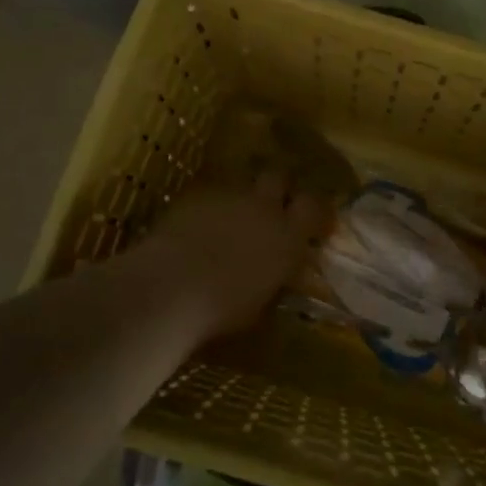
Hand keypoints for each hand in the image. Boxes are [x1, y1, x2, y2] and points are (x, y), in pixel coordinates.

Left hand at [126, 170, 330, 344]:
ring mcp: (229, 196)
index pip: (314, 206)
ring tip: (230, 219)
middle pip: (279, 177)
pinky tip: (198, 226)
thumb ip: (275, 278)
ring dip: (241, 198)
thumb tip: (279, 273)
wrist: (171, 286)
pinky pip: (211, 194)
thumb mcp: (262, 302)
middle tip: (269, 208)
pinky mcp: (196, 195)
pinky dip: (210, 207)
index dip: (313, 209)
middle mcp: (263, 207)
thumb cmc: (223, 308)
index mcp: (287, 235)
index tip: (311, 221)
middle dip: (276, 188)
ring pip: (242, 183)